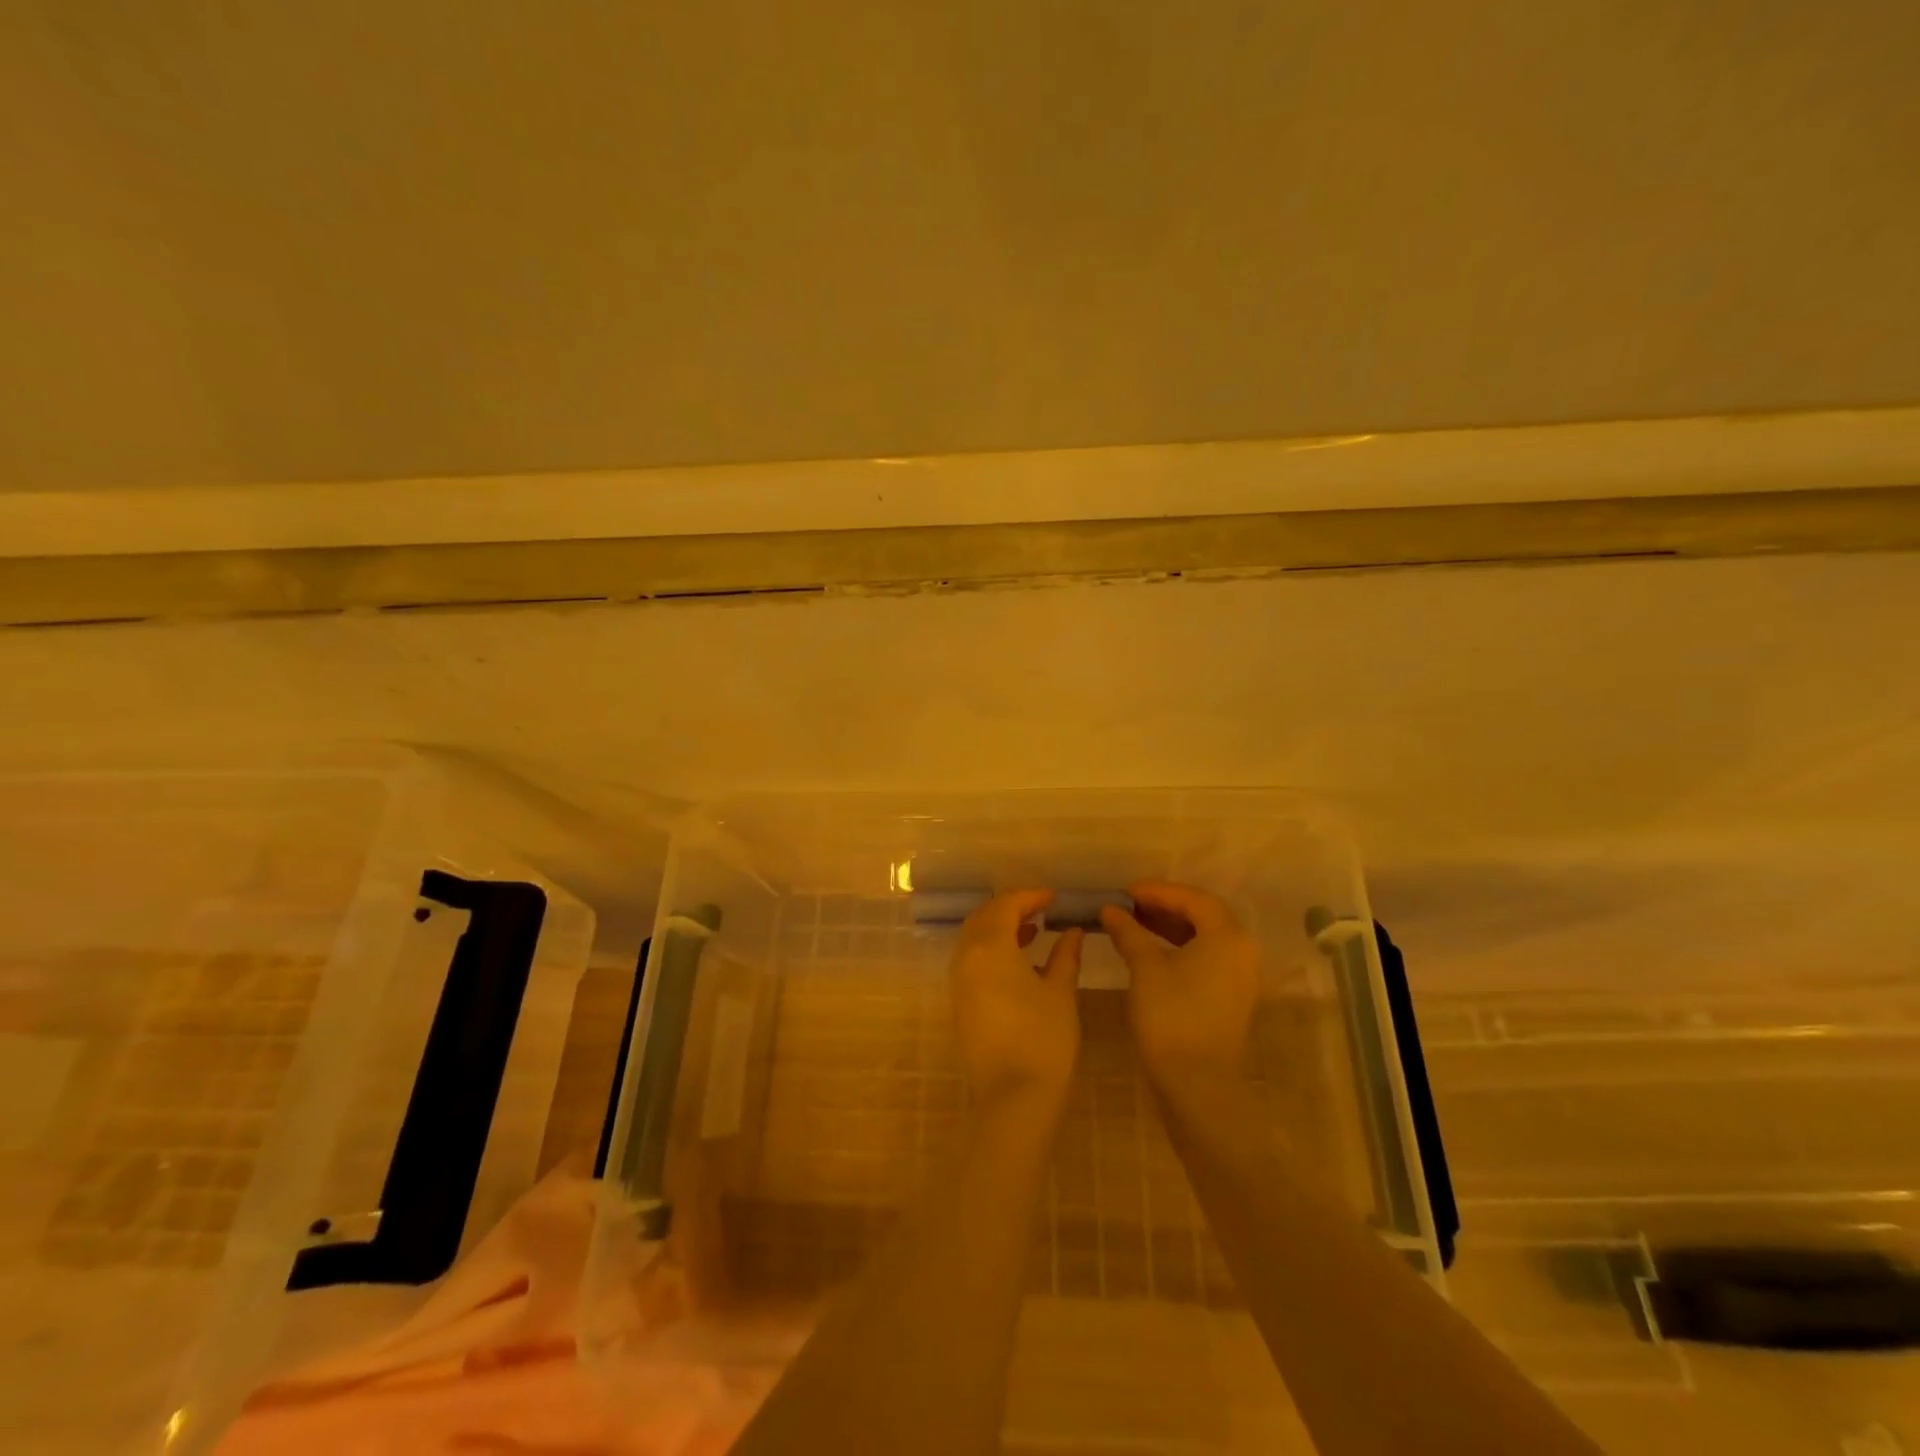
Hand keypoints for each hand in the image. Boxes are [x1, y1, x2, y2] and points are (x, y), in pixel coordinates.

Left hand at [950, 890, 1082, 1114]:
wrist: (1014, 1099)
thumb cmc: (1043, 1040)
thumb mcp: (1060, 992)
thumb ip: (1065, 956)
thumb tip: (1073, 931)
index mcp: (990, 947)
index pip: (1005, 905)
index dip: (1029, 896)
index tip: (1053, 897)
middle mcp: (966, 958)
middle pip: (984, 917)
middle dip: (1010, 908)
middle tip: (1040, 909)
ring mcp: (959, 982)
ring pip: (974, 939)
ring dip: (1000, 929)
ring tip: (1033, 931)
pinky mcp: (960, 1003)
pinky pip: (972, 961)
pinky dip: (992, 950)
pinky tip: (1019, 962)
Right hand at [1101, 881, 1258, 1089]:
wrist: (1196, 1084)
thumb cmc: (1171, 1016)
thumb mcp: (1145, 968)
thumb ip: (1128, 932)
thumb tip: (1110, 909)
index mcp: (1227, 936)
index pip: (1192, 898)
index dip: (1157, 891)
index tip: (1125, 892)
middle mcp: (1242, 950)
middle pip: (1203, 915)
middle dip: (1165, 906)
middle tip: (1129, 906)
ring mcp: (1241, 976)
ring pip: (1206, 938)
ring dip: (1172, 927)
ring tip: (1135, 925)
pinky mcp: (1233, 997)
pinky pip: (1208, 958)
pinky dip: (1181, 948)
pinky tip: (1153, 952)